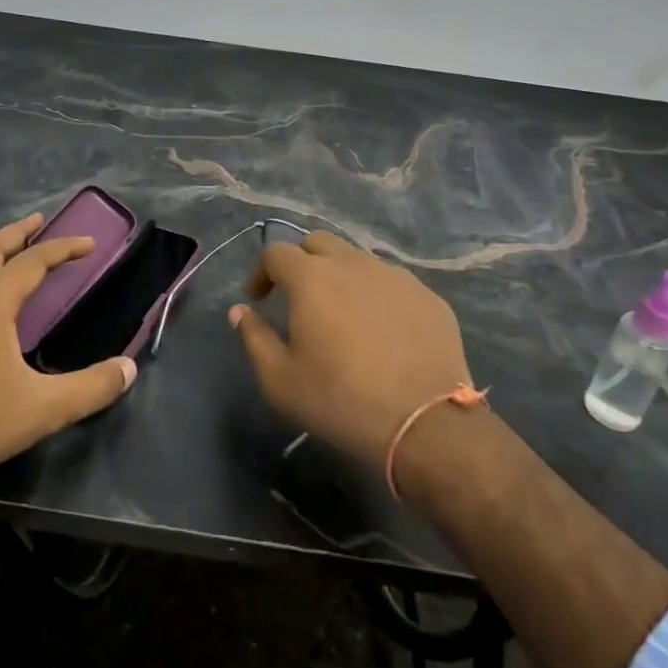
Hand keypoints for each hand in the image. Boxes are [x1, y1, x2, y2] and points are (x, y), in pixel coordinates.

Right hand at [229, 230, 474, 471]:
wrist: (425, 424)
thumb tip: (240, 311)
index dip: (261, 272)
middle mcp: (353, 263)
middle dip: (301, 262)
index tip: (259, 299)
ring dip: (340, 276)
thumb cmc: (341, 401)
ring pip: (357, 259)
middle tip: (298, 297)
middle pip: (318, 243)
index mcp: (312, 278)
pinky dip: (376, 295)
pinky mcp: (427, 296)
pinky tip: (382, 330)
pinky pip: (392, 282)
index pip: (276, 253)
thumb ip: (254, 338)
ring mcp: (395, 276)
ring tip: (342, 314)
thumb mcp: (280, 380)